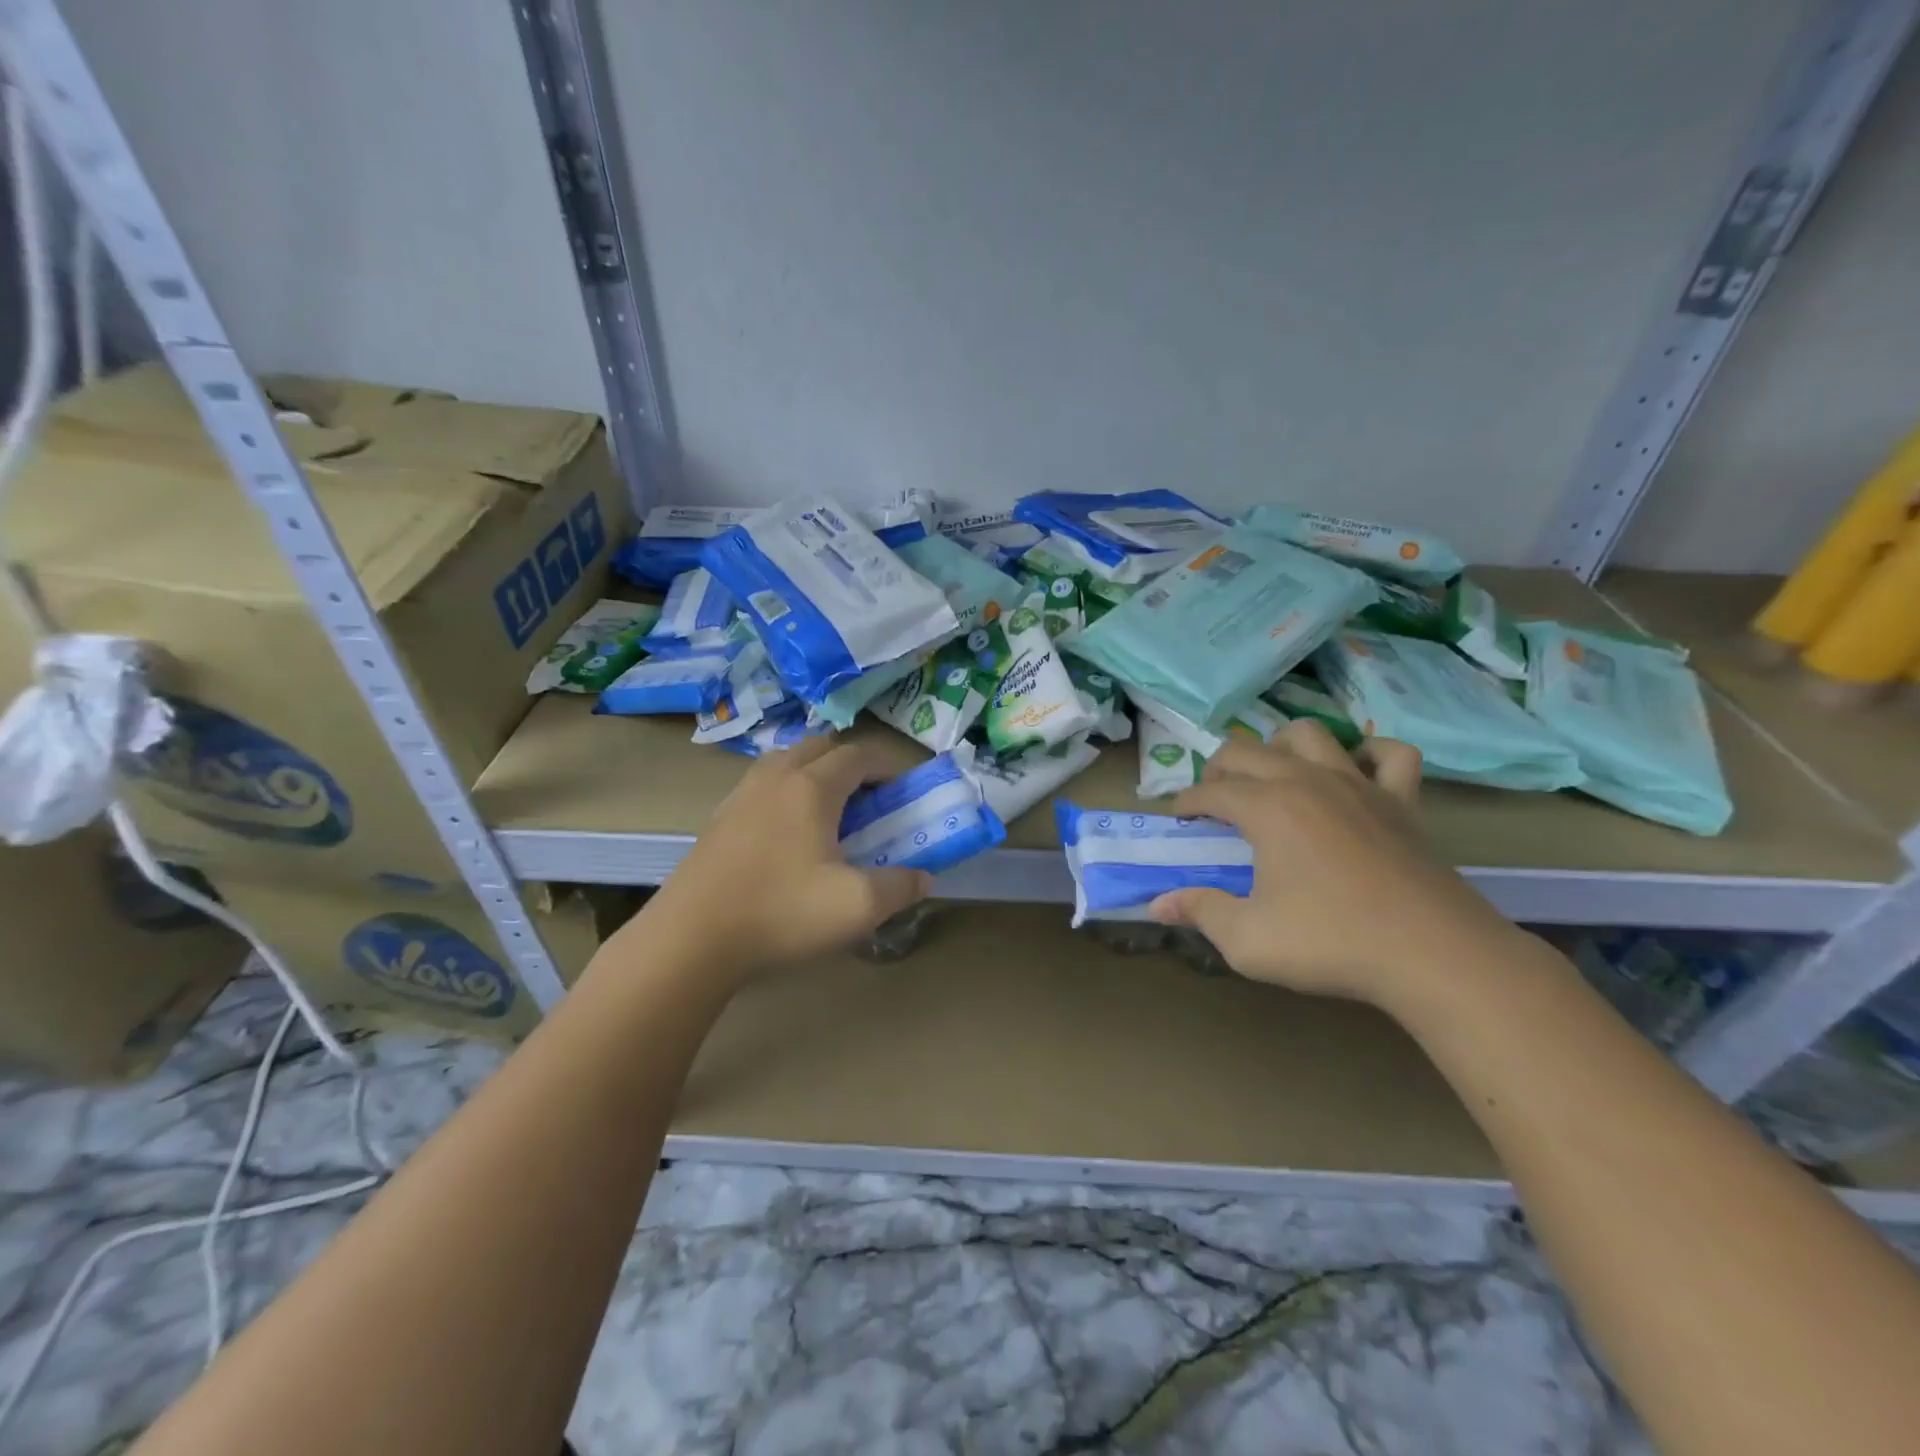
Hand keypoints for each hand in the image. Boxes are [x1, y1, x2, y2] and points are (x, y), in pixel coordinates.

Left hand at [619, 736, 930, 982]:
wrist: (692, 938)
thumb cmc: (782, 912)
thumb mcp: (857, 906)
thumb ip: (900, 887)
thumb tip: (923, 878)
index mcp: (812, 786)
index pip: (859, 755)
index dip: (888, 766)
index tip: (904, 791)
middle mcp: (775, 777)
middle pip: (820, 746)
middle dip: (851, 763)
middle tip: (869, 800)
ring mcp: (740, 795)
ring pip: (786, 761)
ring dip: (815, 772)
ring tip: (829, 812)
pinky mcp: (718, 819)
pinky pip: (762, 785)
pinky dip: (785, 791)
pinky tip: (788, 834)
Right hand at [1149, 722, 1522, 1009]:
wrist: (1433, 954)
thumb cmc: (1331, 943)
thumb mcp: (1248, 940)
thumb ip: (1200, 913)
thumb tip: (1158, 904)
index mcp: (1267, 808)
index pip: (1211, 790)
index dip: (1187, 802)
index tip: (1179, 819)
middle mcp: (1307, 781)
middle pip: (1248, 751)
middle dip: (1219, 768)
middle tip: (1213, 799)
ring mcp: (1359, 785)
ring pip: (1310, 734)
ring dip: (1282, 746)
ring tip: (1274, 775)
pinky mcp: (1403, 801)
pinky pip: (1390, 756)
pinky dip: (1369, 755)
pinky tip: (1356, 774)